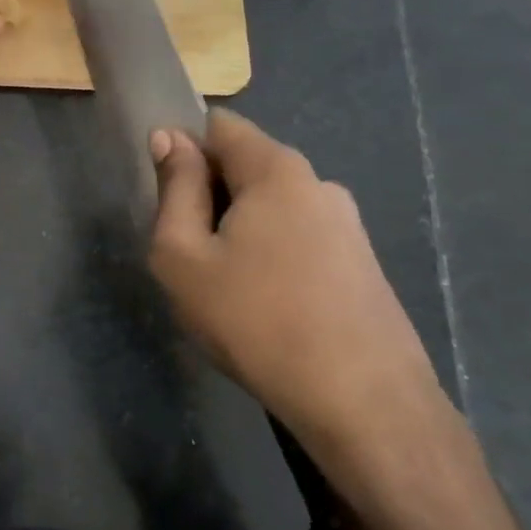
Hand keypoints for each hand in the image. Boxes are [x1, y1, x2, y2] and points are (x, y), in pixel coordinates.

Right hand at [148, 110, 441, 445]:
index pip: (219, 125)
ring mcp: (348, 225)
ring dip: (239, 230)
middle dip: (209, 196)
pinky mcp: (362, 264)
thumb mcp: (183, 255)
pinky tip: (266, 308)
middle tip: (189, 254)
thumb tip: (168, 138)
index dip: (183, 150)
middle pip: (246, 166)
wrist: (363, 404)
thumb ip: (174, 189)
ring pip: (271, 207)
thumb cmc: (255, 320)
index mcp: (277, 169)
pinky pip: (298, 238)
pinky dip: (271, 256)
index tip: (167, 199)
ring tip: (225, 288)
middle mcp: (318, 183)